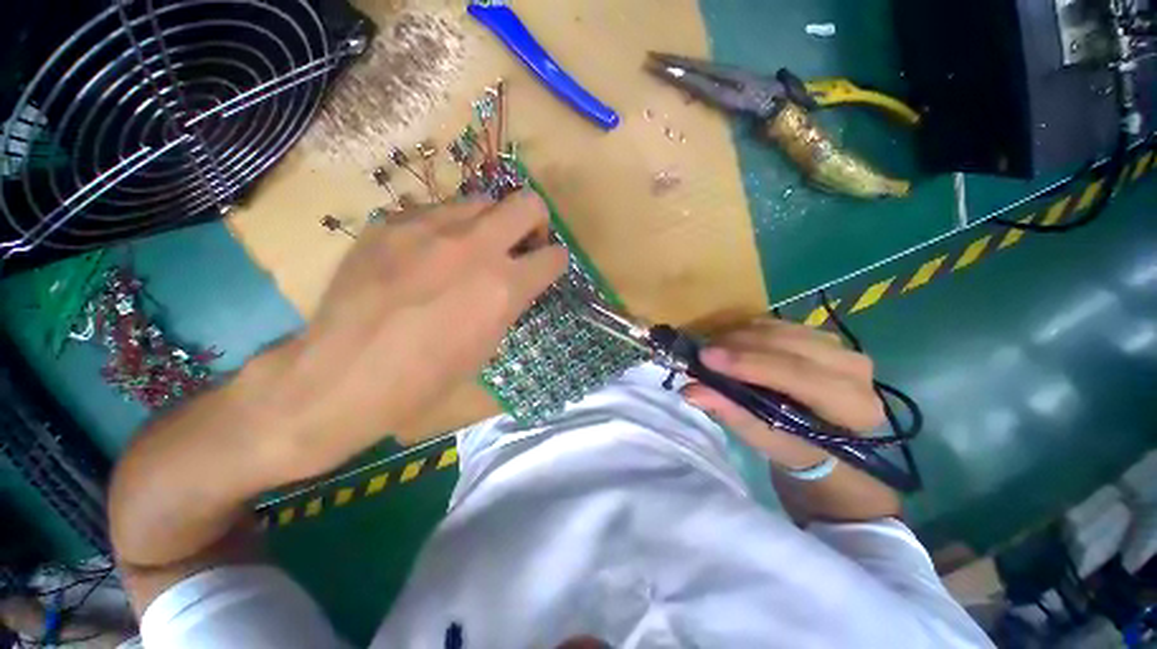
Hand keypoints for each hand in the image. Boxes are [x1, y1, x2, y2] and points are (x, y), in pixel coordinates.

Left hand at [261, 192, 567, 479]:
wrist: (343, 374)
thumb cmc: (426, 378)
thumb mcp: (487, 346)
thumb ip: (509, 303)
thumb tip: (515, 281)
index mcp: (503, 288)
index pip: (554, 256)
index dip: (555, 262)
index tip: (546, 268)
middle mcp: (475, 247)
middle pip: (528, 203)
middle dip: (535, 222)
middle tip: (521, 243)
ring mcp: (429, 227)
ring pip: (481, 201)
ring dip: (489, 224)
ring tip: (470, 249)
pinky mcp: (391, 222)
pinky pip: (435, 211)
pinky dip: (445, 229)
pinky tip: (427, 254)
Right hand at [681, 318, 884, 469]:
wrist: (817, 433)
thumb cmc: (794, 445)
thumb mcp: (763, 438)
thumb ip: (731, 412)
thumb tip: (691, 390)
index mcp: (853, 406)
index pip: (798, 375)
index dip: (749, 365)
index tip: (706, 358)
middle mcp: (856, 370)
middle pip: (791, 345)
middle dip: (741, 345)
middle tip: (703, 350)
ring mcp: (841, 346)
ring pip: (783, 329)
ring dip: (742, 335)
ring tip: (711, 346)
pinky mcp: (821, 334)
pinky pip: (780, 323)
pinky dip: (749, 329)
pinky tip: (729, 339)